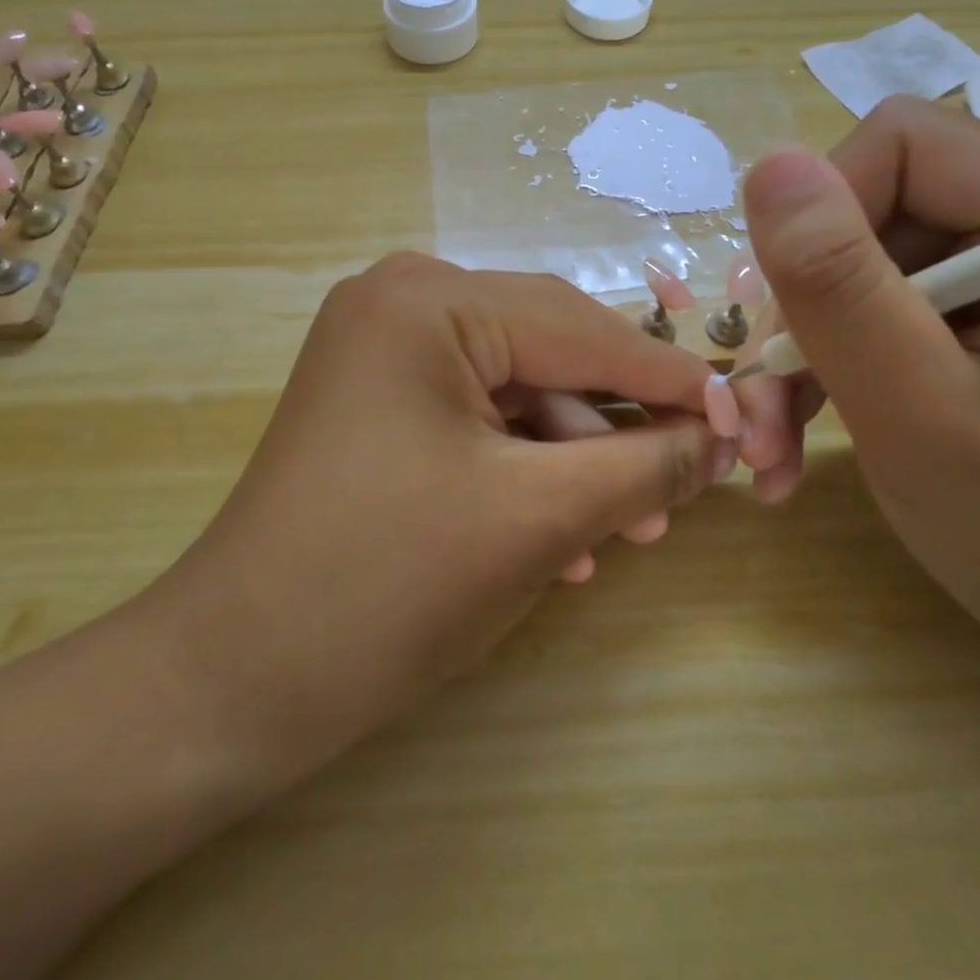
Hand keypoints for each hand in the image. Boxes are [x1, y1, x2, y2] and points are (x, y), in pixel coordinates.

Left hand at [150, 254, 735, 780]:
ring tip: (627, 528)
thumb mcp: (538, 518)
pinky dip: (525, 468)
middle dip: (618, 423)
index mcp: (428, 301)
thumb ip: (643, 464)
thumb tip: (722, 438)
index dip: (670, 379)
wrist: (234, 679)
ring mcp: (382, 351)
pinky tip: (564, 538)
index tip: (745, 420)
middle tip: (689, 481)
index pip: (581, 329)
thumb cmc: (387, 585)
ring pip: (517, 390)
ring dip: (575, 457)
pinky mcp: (378, 401)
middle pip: (550, 351)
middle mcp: (401, 302)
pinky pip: (477, 417)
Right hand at [736, 99, 979, 712]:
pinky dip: (819, 371)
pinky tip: (792, 443)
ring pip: (849, 266)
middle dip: (797, 308)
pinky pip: (866, 310)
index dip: (820, 221)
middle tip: (758, 409)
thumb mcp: (922, 415)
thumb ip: (841, 288)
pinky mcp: (976, 318)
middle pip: (864, 209)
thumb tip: (768, 166)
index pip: (899, 145)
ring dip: (795, 354)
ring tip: (767, 444)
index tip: (789, 326)